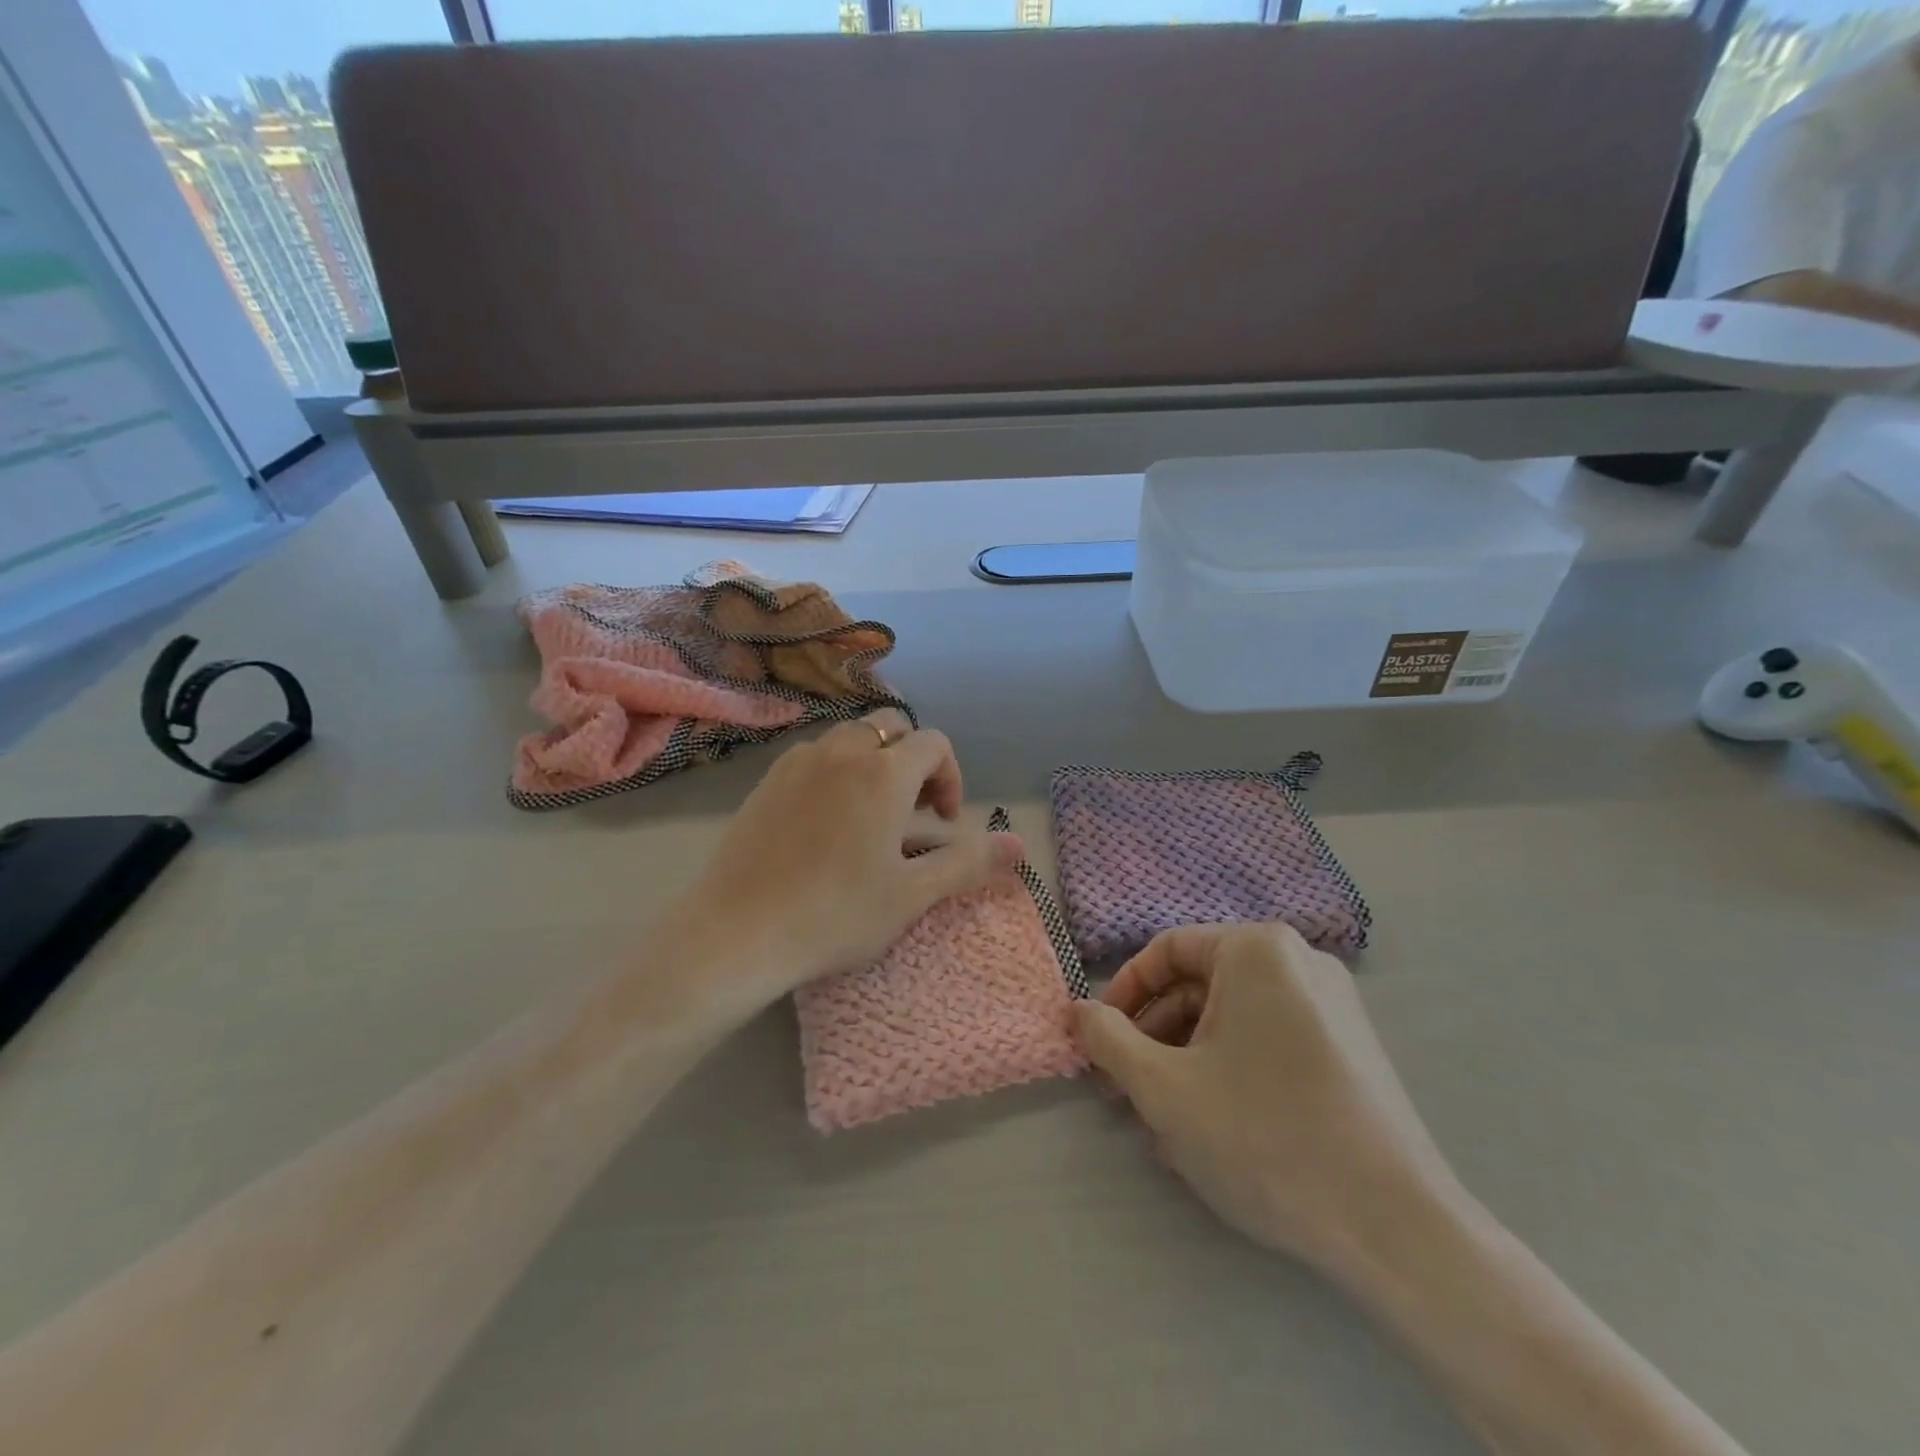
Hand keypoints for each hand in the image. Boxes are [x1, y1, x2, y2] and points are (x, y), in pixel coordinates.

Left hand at [675, 709, 1020, 1006]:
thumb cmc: (835, 914)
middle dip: (913, 759)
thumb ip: (968, 862)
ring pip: (849, 737)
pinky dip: (835, 771)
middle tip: (912, 811)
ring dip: (873, 761)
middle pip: (892, 726)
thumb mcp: (912, 894)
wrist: (737, 932)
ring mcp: (798, 762)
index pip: (935, 744)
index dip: (950, 777)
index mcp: (884, 773)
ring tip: (870, 815)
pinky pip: (814, 756)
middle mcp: (842, 752)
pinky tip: (825, 822)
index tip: (942, 822)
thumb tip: (1021, 844)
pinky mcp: (766, 780)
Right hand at [1073, 923, 1466, 1273]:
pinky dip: (1228, 1073)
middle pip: (1199, 987)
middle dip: (1152, 1038)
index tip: (1098, 1040)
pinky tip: (1208, 1129)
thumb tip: (1078, 1010)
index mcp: (1257, 950)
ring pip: (1232, 1020)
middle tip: (1122, 1090)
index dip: (1122, 993)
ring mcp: (1332, 1007)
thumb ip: (1108, 1040)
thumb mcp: (1164, 1087)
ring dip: (1184, 1062)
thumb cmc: (1264, 1135)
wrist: (1397, 1229)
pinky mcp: (1350, 1051)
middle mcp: (1299, 963)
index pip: (1167, 952)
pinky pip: (1268, 1044)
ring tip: (1159, 1123)